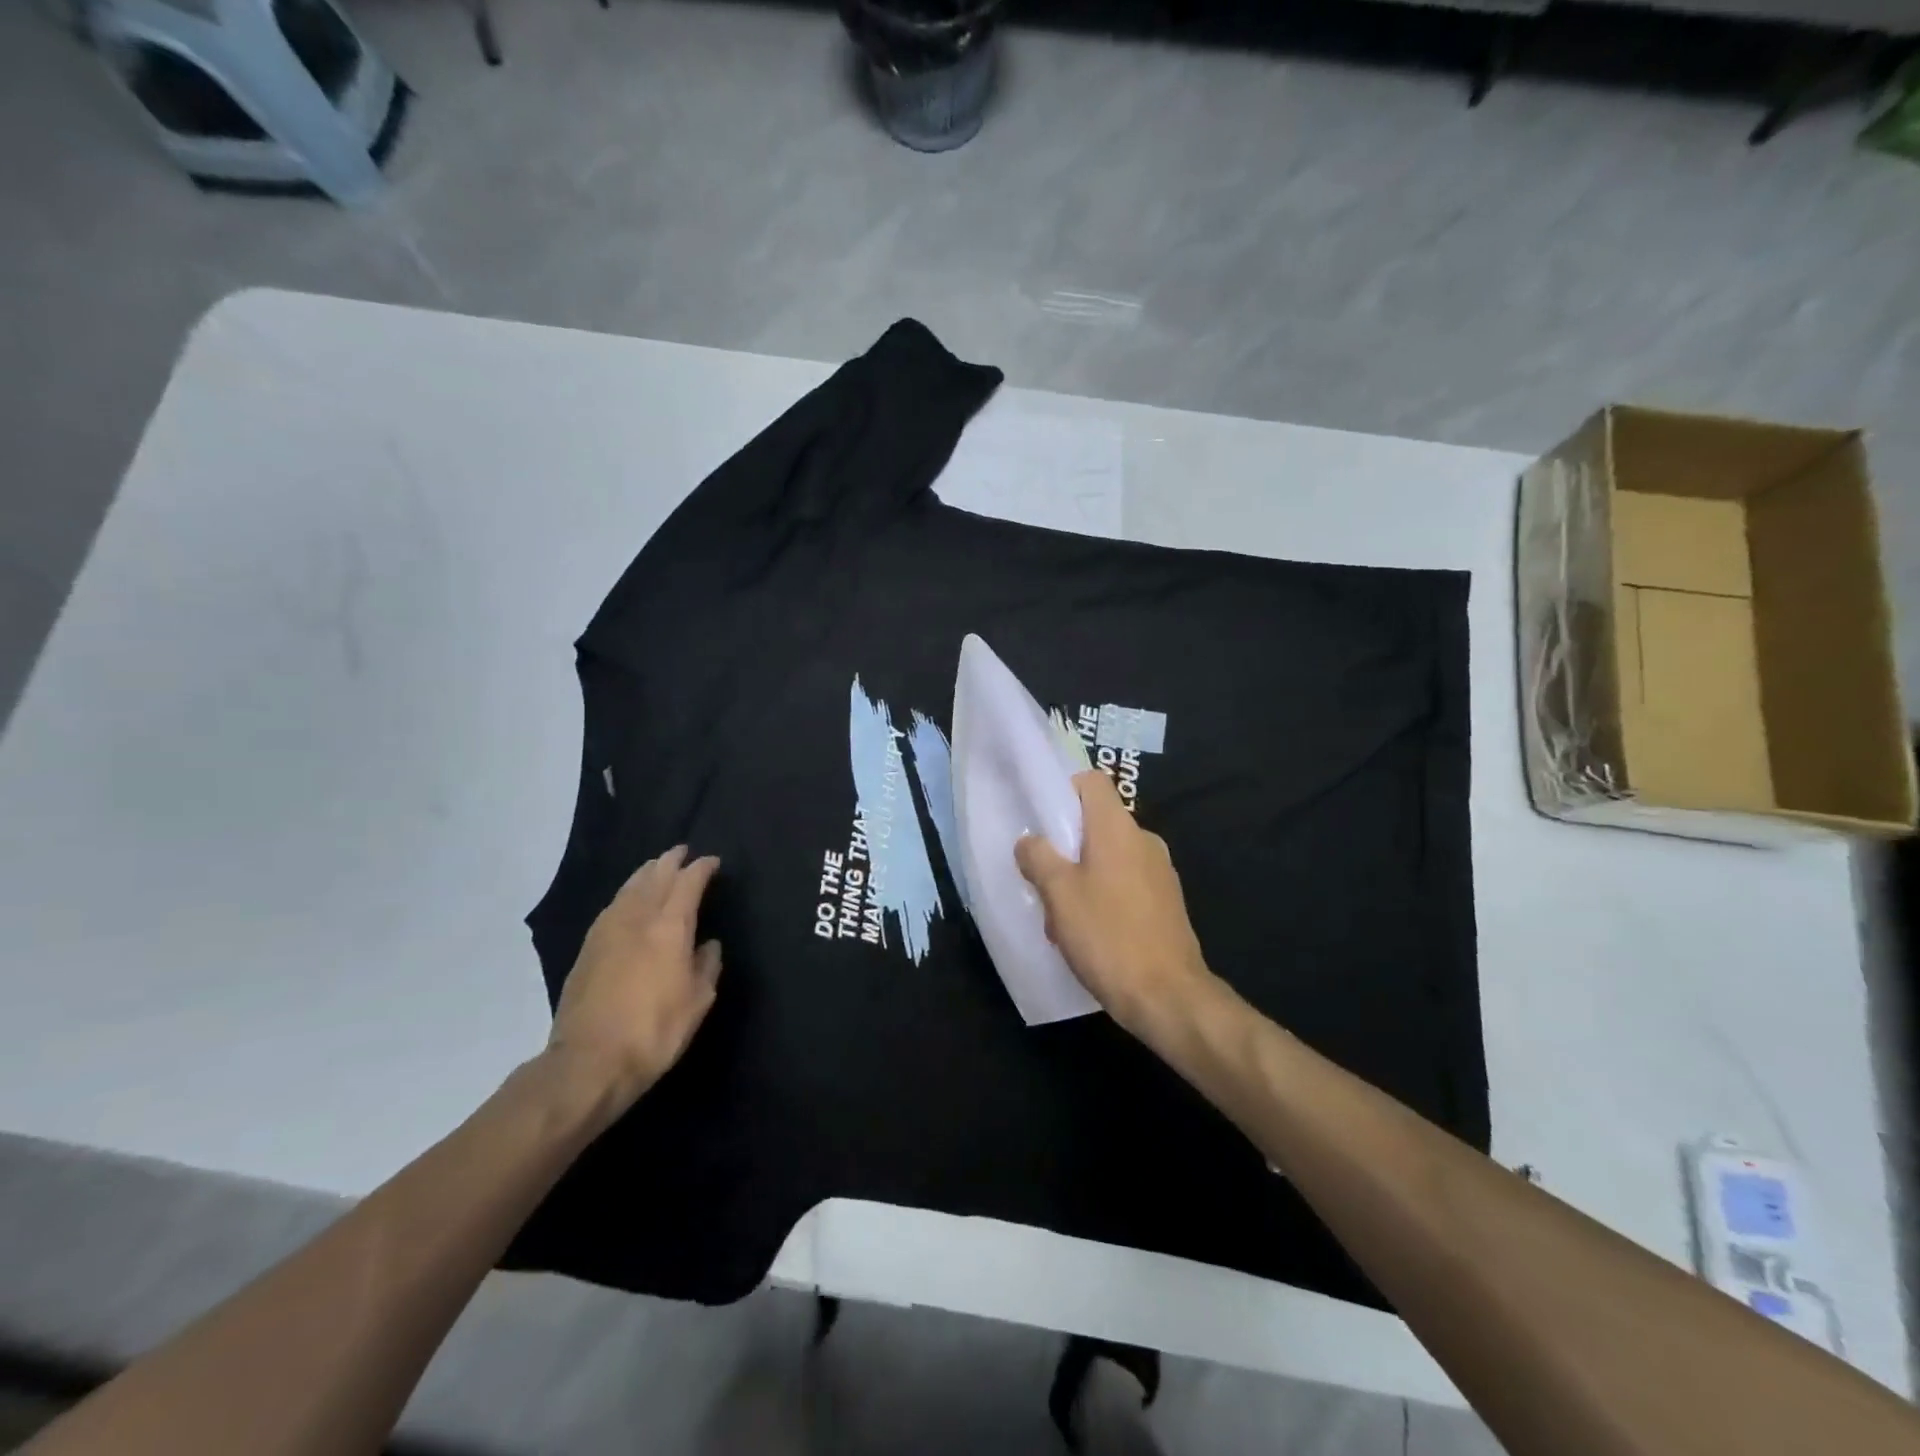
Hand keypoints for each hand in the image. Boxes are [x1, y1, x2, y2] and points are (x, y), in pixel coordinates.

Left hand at [547, 846, 722, 1110]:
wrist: (589, 1062)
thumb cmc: (654, 1031)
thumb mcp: (698, 1001)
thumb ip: (707, 965)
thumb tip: (708, 945)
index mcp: (669, 927)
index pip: (688, 883)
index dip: (702, 868)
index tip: (713, 862)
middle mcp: (638, 918)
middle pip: (655, 876)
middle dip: (671, 861)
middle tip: (683, 852)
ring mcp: (607, 931)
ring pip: (630, 887)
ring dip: (647, 872)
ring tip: (657, 867)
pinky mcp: (588, 948)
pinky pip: (613, 906)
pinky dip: (627, 893)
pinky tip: (629, 899)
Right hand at [1015, 771, 1221, 1042]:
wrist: (1167, 996)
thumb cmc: (1107, 936)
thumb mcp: (1059, 894)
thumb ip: (1038, 858)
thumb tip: (1030, 841)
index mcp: (1118, 828)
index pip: (1092, 782)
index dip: (1064, 789)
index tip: (1042, 818)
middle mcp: (1144, 840)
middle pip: (1098, 821)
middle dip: (1067, 844)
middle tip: (1043, 876)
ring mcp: (1160, 871)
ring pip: (1110, 855)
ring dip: (1083, 874)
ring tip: (1062, 914)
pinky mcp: (1166, 901)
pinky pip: (1127, 881)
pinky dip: (1105, 894)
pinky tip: (1090, 932)